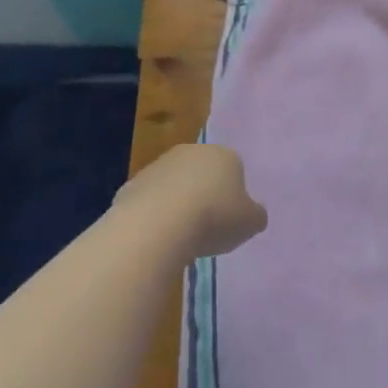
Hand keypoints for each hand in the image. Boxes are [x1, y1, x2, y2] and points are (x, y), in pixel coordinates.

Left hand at [116, 144, 266, 256]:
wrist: (158, 224)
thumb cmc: (214, 218)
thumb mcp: (250, 223)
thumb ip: (255, 215)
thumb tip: (252, 214)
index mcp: (225, 155)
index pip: (235, 169)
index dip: (234, 195)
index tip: (230, 219)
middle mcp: (192, 151)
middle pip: (203, 173)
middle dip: (205, 194)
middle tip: (207, 226)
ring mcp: (159, 165)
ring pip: (175, 185)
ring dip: (178, 204)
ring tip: (181, 236)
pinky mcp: (133, 183)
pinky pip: (150, 200)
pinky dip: (154, 215)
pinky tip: (157, 236)